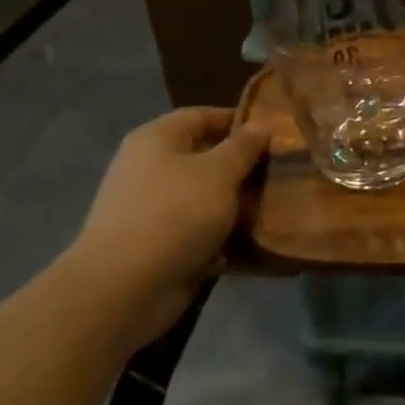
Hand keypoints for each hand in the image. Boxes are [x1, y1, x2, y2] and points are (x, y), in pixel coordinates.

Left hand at [60, 108, 267, 342]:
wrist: (124, 288)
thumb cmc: (175, 213)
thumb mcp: (219, 172)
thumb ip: (243, 147)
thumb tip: (259, 126)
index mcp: (157, 139)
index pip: (202, 116)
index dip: (238, 121)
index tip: (274, 134)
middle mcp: (149, 169)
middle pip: (203, 158)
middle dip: (241, 167)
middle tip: (280, 173)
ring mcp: (150, 209)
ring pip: (203, 198)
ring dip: (234, 206)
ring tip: (273, 208)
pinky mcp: (155, 246)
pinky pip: (195, 233)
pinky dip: (219, 238)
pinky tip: (248, 244)